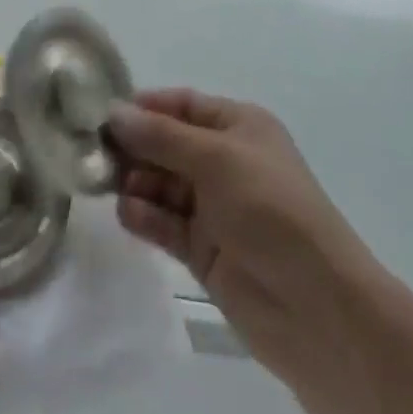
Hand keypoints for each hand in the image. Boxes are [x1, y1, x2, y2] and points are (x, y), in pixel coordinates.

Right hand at [109, 91, 412, 413]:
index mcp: (239, 126)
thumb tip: (114, 112)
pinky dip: (145, 216)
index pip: (183, 105)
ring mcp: (215, 208)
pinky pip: (166, 223)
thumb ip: (161, 137)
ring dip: (136, 181)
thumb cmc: (271, 209)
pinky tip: (127, 214)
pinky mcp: (205, 250)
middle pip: (168, 144)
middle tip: (93, 151)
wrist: (318, 308)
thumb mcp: (216, 159)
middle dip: (134, 145)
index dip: (146, 106)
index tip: (104, 112)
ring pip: (163, 183)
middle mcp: (225, 161)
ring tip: (107, 184)